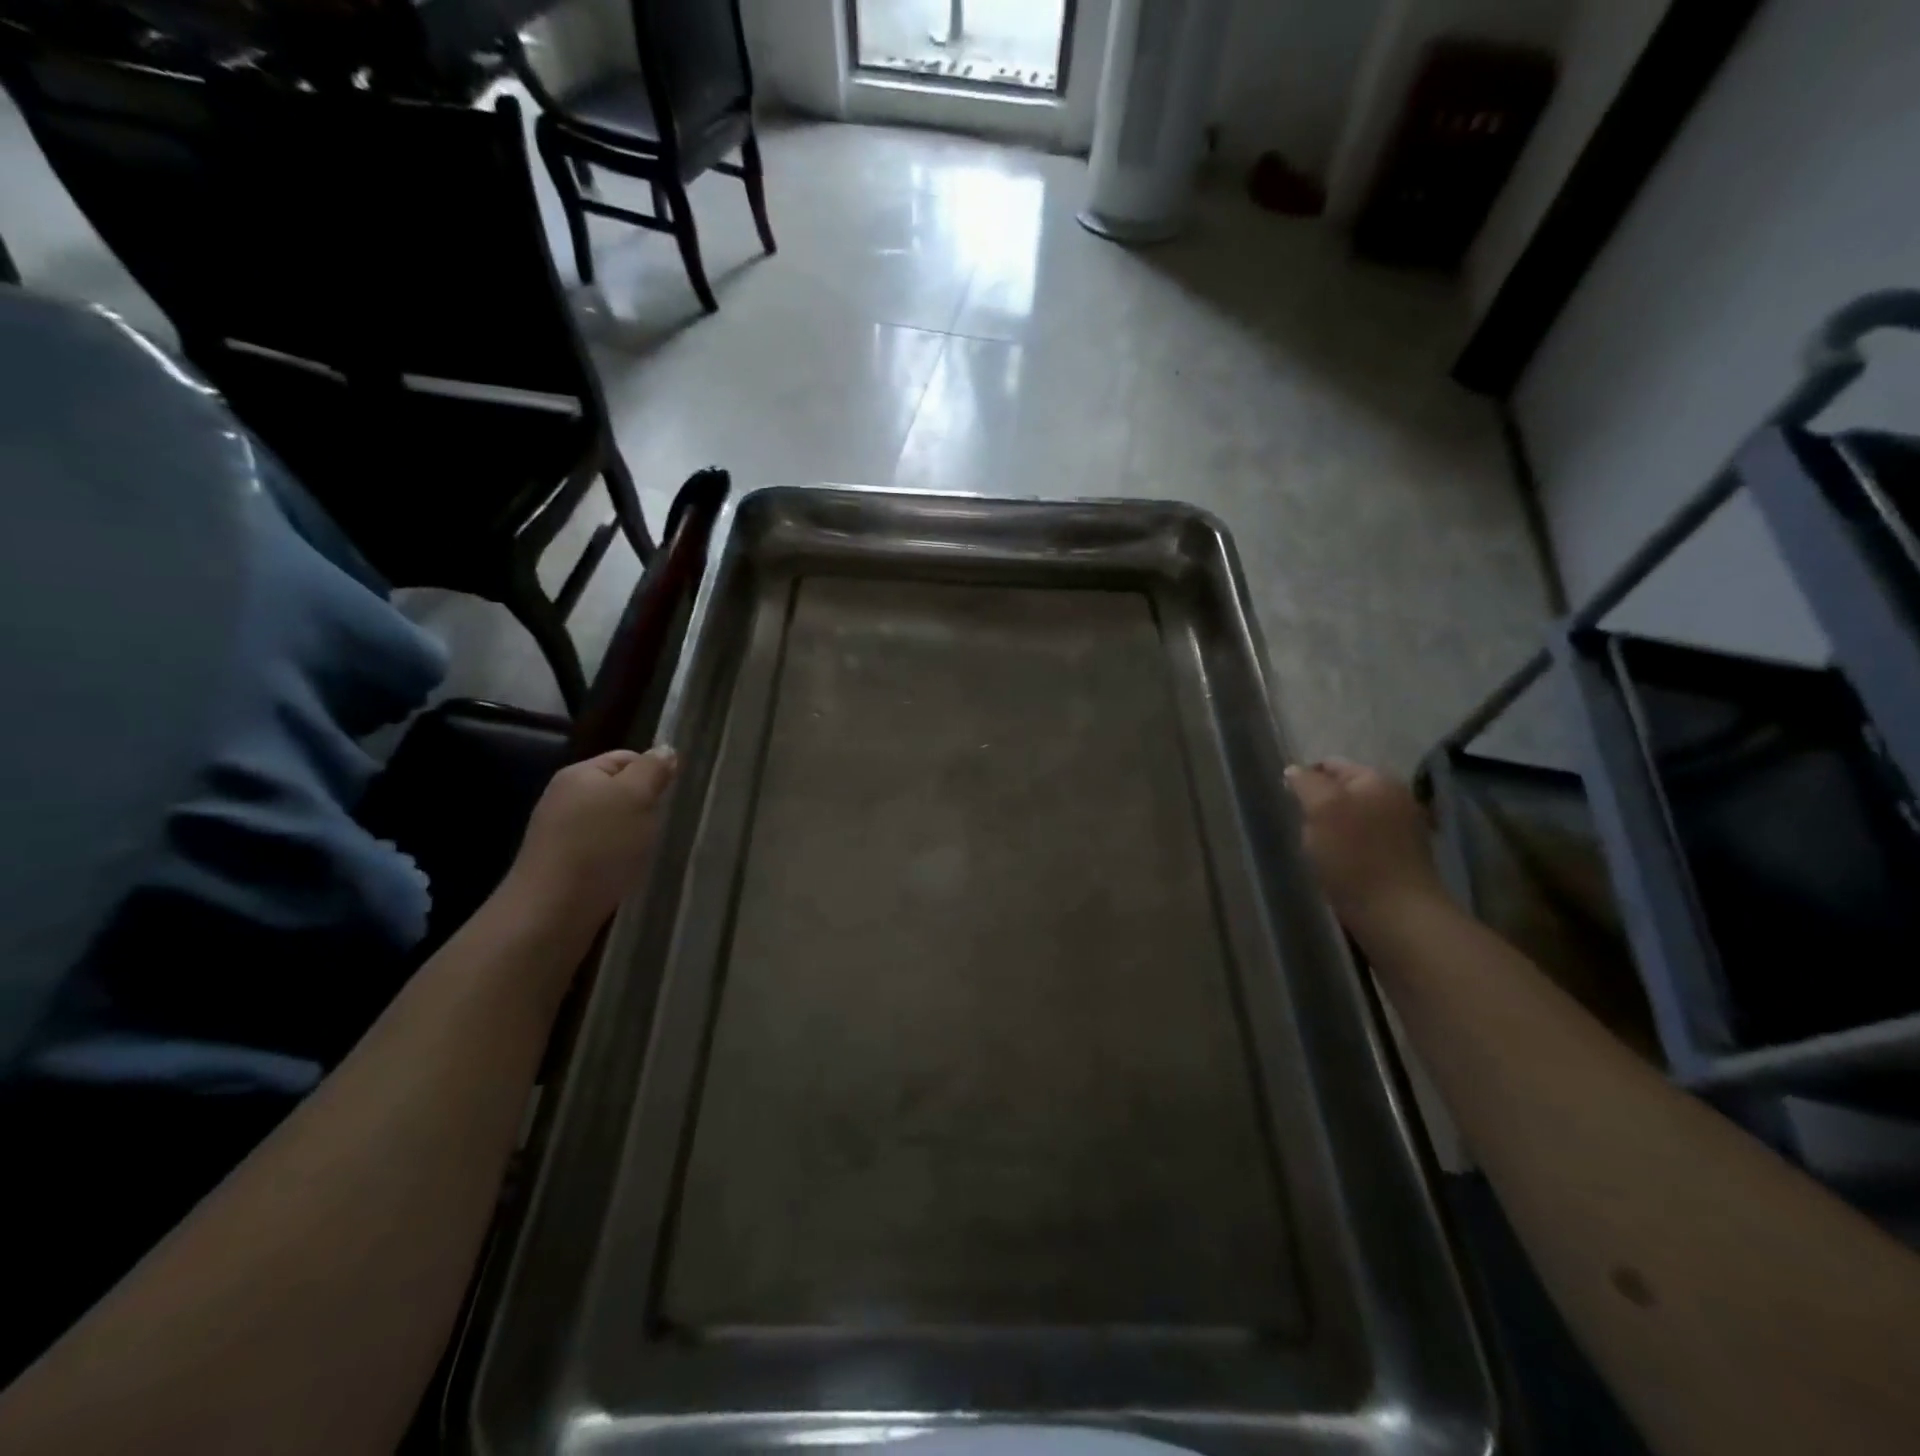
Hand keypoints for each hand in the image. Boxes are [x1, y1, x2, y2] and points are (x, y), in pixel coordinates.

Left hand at [502, 747, 678, 934]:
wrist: (552, 911)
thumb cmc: (600, 845)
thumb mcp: (636, 797)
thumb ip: (653, 770)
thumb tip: (665, 751)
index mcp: (579, 774)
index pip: (626, 758)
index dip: (653, 772)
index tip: (673, 797)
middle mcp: (564, 798)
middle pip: (618, 791)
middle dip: (645, 806)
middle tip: (663, 824)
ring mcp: (560, 833)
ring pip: (611, 823)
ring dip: (633, 834)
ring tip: (648, 850)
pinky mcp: (561, 865)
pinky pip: (600, 850)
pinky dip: (618, 857)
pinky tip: (627, 871)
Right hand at [1284, 759, 1446, 929]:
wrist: (1397, 915)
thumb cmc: (1355, 856)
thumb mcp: (1321, 808)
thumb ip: (1306, 783)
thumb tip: (1294, 770)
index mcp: (1378, 779)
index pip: (1330, 765)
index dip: (1305, 780)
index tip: (1288, 804)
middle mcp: (1395, 798)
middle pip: (1342, 792)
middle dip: (1318, 807)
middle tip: (1302, 829)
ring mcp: (1402, 830)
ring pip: (1351, 819)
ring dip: (1331, 831)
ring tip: (1317, 852)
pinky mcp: (1400, 859)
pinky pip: (1362, 843)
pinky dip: (1346, 851)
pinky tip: (1336, 867)